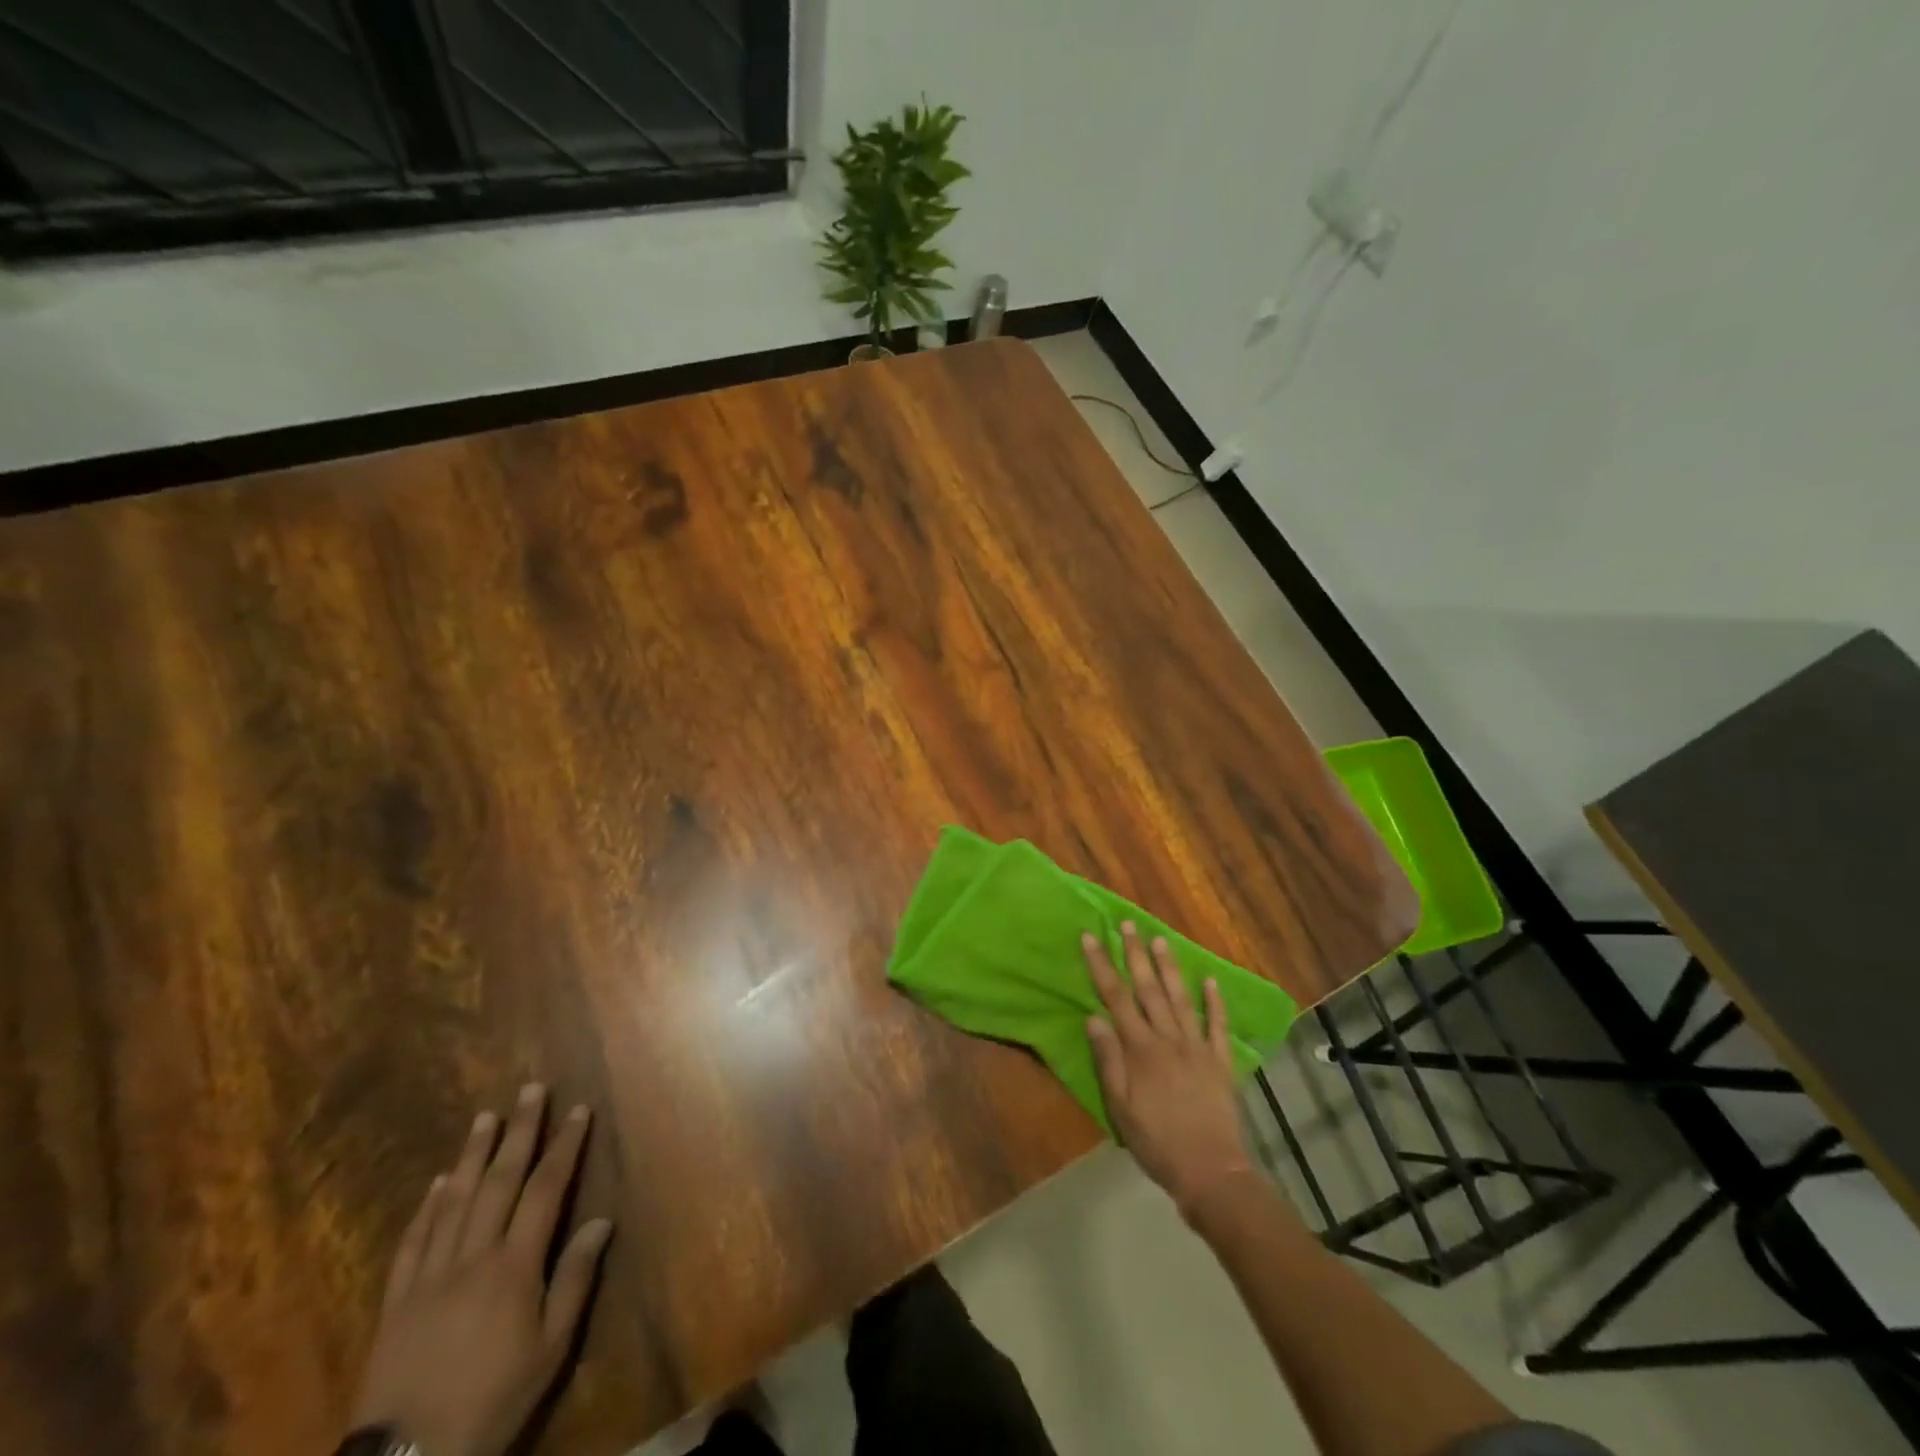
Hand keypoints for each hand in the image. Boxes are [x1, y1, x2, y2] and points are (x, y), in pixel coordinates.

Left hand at [350, 1085, 612, 1455]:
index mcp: (514, 1265)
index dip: (563, 1146)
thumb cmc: (493, 1399)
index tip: (577, 1110)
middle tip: (529, 1089)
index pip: (546, 1189)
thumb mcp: (550, 1349)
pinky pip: (412, 1242)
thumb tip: (601, 1221)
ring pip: (453, 1201)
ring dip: (471, 1155)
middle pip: (499, 1181)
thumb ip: (574, 1280)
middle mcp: (472, 1256)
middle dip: (518, 1131)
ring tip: (485, 1117)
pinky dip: (426, 1207)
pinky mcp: (396, 1300)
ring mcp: (429, 1276)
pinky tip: (436, 1183)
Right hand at [1083, 922, 1254, 1219]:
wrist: (1210, 1172)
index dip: (1102, 965)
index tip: (1091, 937)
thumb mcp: (1119, 1106)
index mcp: (1140, 1049)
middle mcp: (1168, 1038)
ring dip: (1169, 967)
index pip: (1116, 997)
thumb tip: (1093, 1016)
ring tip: (1160, 939)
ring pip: (1180, 998)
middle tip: (1127, 923)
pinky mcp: (1220, 1062)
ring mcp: (1197, 1047)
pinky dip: (1215, 1002)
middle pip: (1148, 988)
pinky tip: (1211, 981)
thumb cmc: (1156, 1141)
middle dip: (1135, 953)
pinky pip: (1218, 1026)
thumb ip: (1108, 1059)